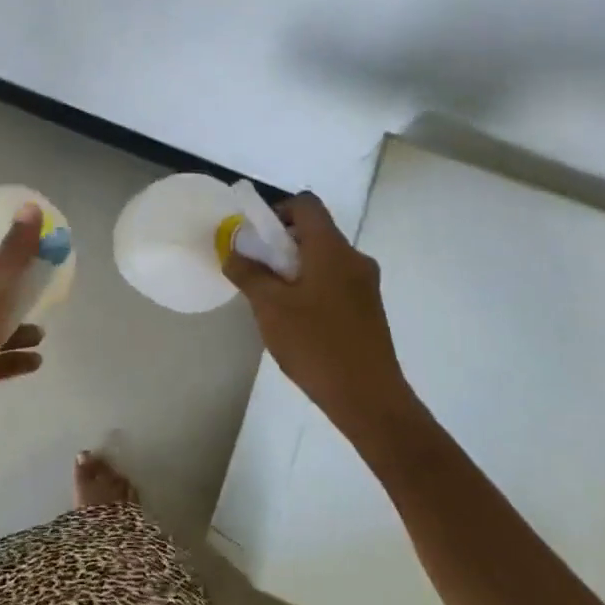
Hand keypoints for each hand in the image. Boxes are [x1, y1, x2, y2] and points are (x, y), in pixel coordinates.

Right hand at [223, 193, 411, 439]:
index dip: (278, 210)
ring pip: (324, 259)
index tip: (257, 237)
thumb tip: (234, 252)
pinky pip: (335, 281)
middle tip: (257, 270)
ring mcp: (365, 284)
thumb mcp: (270, 308)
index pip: (306, 204)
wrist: (369, 399)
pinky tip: (297, 320)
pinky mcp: (368, 308)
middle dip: (282, 244)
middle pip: (315, 232)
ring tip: (273, 300)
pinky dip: (313, 286)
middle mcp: (354, 258)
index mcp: (331, 249)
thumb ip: (249, 274)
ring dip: (296, 268)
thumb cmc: (316, 345)